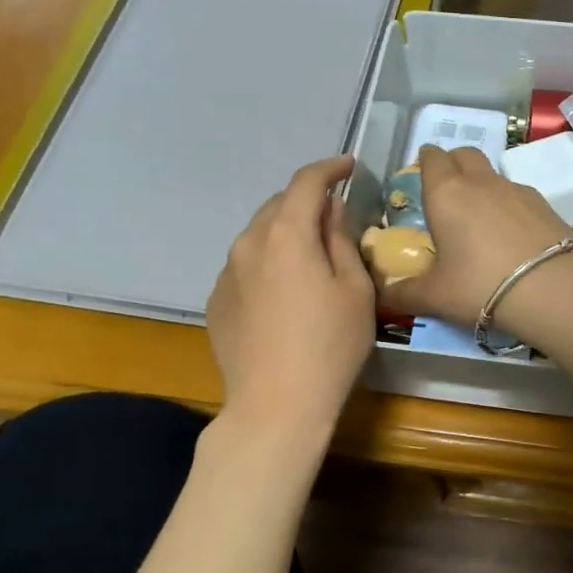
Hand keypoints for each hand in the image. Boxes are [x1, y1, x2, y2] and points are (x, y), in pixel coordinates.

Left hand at [207, 156, 375, 432]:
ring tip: (310, 258)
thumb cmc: (330, 346)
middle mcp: (248, 243)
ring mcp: (226, 273)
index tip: (349, 166)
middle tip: (334, 218)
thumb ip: (342, 241)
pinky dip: (267, 263)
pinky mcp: (217, 301)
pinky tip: (285, 294)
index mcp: (286, 234)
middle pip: (278, 205)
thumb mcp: (355, 291)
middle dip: (307, 202)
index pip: (306, 182)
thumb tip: (331, 211)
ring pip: (259, 236)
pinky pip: (246, 266)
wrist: (276, 406)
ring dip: (285, 233)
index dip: (330, 168)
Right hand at [381, 145, 572, 326]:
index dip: (426, 161)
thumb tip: (383, 297)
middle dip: (453, 162)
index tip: (422, 172)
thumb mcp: (435, 296)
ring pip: (493, 173)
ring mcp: (516, 189)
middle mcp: (480, 182)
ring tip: (480, 217)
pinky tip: (511, 233)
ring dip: (482, 184)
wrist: (551, 288)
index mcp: (446, 193)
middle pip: (464, 154)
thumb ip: (405, 294)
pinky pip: (518, 194)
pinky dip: (508, 205)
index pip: (432, 159)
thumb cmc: (479, 285)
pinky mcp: (544, 204)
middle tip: (447, 188)